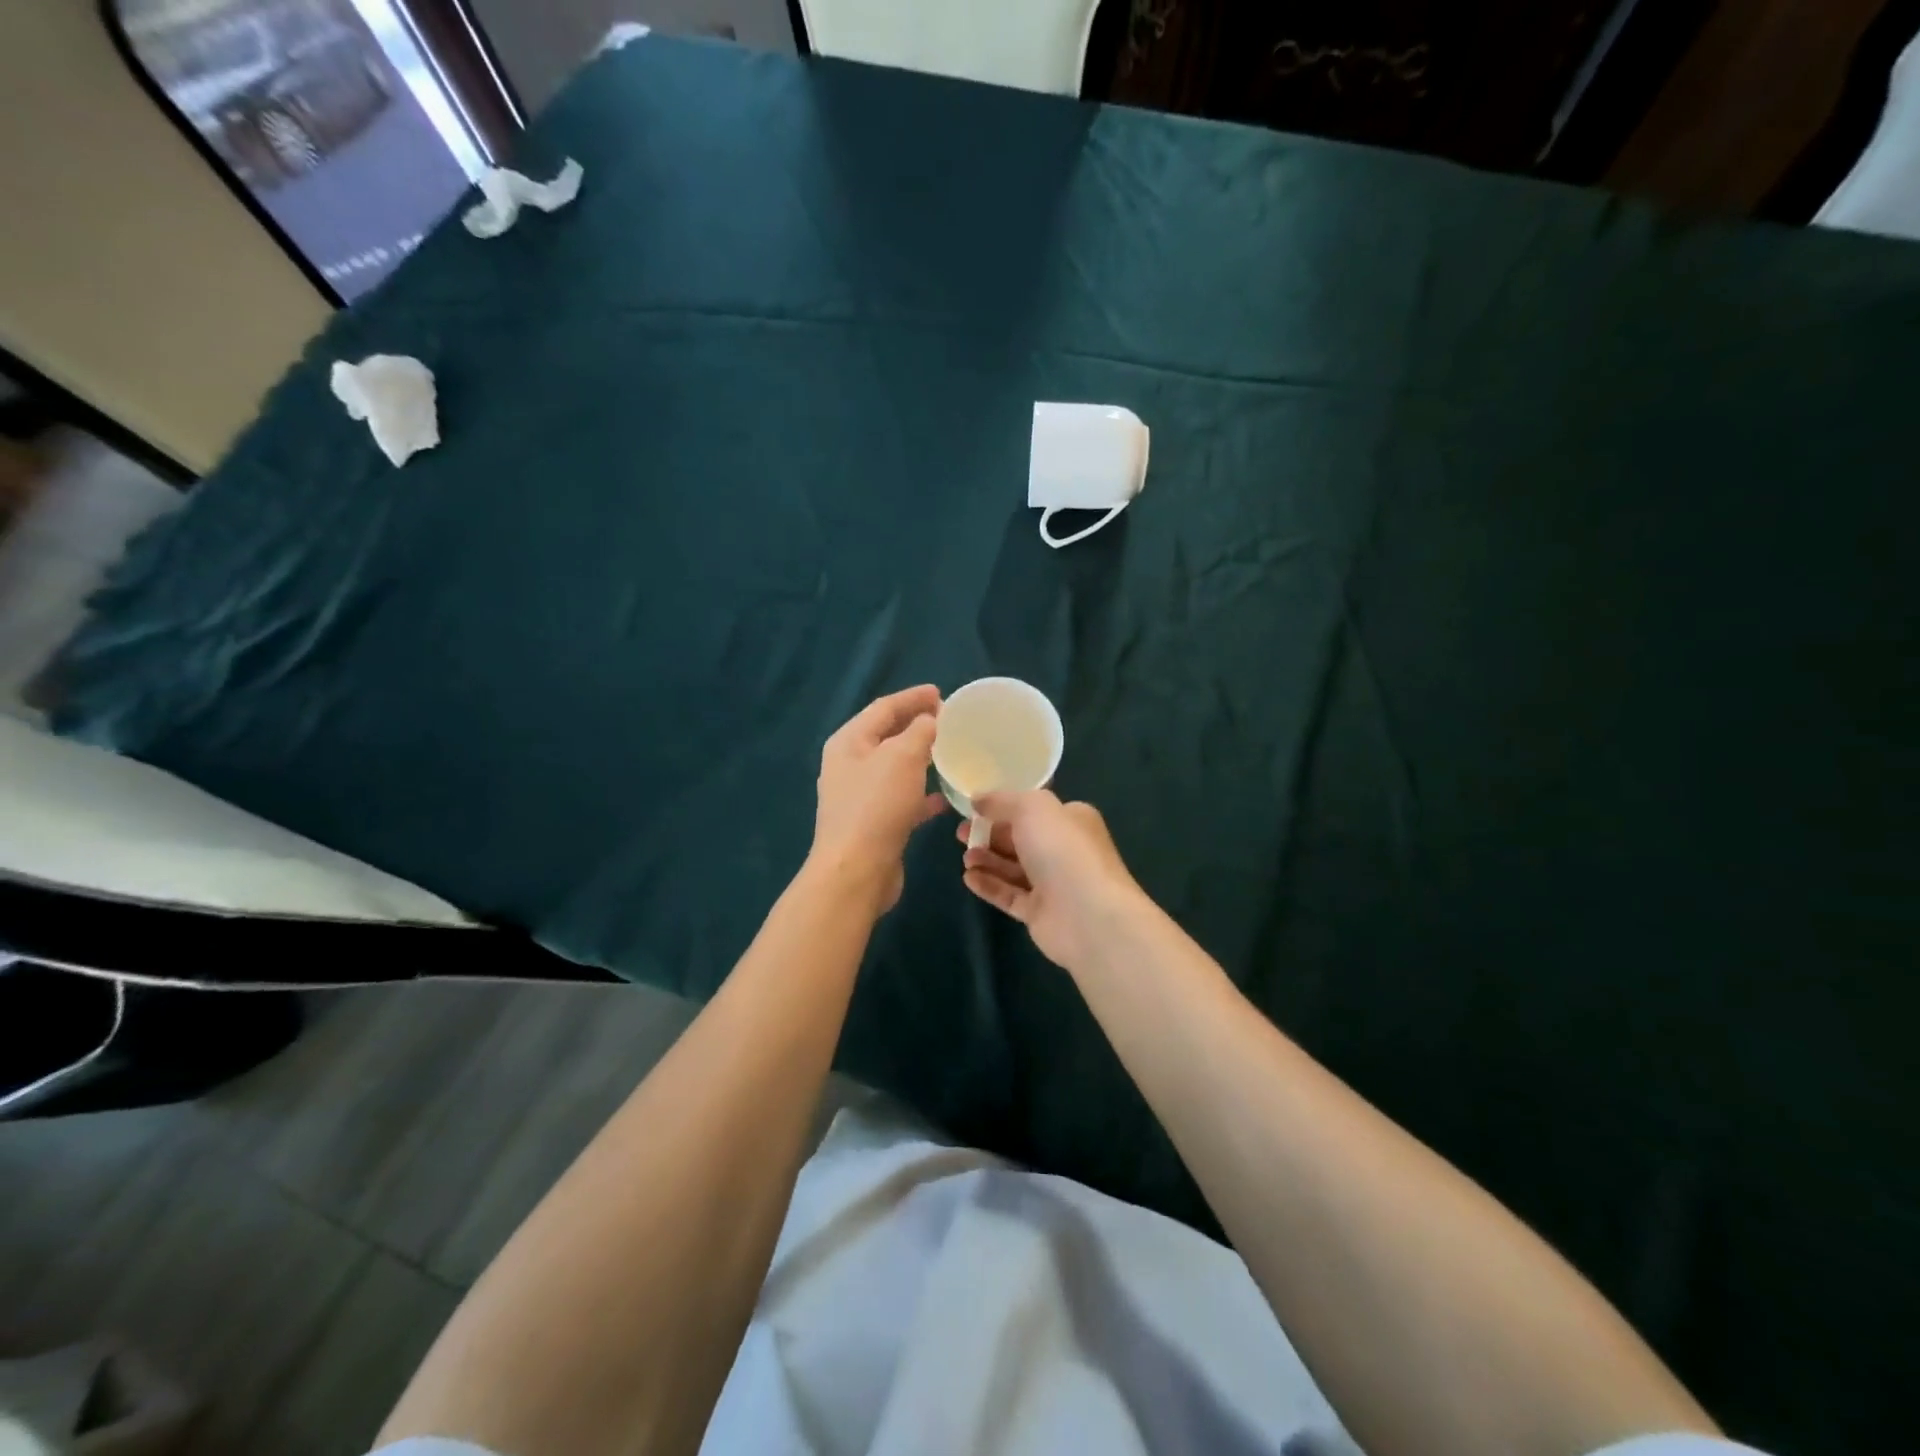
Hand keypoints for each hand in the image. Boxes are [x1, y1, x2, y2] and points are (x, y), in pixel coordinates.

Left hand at [811, 685, 946, 913]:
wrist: (856, 871)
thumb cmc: (877, 805)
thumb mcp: (902, 757)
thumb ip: (919, 731)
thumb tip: (929, 720)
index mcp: (849, 742)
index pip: (883, 708)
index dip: (912, 697)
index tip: (941, 692)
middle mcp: (849, 765)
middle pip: (886, 736)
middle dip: (916, 725)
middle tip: (948, 719)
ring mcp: (859, 796)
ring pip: (894, 768)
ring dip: (920, 758)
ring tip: (949, 751)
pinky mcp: (873, 823)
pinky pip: (901, 799)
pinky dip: (921, 793)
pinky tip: (943, 798)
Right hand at [958, 790, 1144, 970]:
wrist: (1088, 915)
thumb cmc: (1062, 849)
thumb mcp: (1032, 807)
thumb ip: (1002, 800)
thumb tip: (978, 799)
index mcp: (1071, 819)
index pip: (1034, 809)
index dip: (1003, 807)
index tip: (974, 808)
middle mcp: (1064, 849)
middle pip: (1020, 838)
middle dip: (990, 834)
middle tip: (961, 834)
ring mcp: (1053, 884)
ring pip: (1013, 868)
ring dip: (987, 859)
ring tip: (965, 857)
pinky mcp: (1040, 913)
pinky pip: (1009, 895)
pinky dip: (989, 885)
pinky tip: (968, 878)